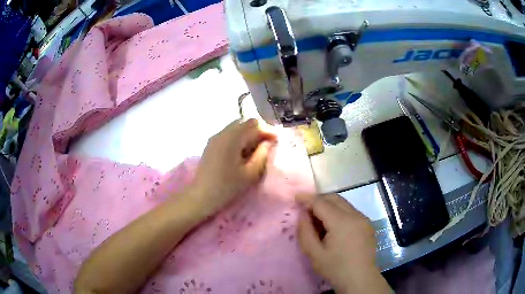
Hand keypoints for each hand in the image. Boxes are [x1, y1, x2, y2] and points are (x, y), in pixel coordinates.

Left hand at [187, 119, 275, 216]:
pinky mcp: (211, 144)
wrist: (201, 195)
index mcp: (232, 138)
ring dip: (247, 135)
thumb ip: (262, 155)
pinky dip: (238, 139)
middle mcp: (222, 133)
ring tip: (255, 151)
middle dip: (257, 131)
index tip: (276, 140)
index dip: (266, 130)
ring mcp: (215, 138)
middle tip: (266, 146)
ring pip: (236, 128)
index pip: (253, 124)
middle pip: (244, 123)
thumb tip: (268, 143)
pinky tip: (241, 153)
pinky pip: (228, 135)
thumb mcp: (250, 173)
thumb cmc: (227, 186)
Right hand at [297, 194, 390, 293]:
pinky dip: (339, 212)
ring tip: (318, 219)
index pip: (321, 202)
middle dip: (318, 200)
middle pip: (334, 198)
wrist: (360, 279)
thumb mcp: (314, 253)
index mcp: (342, 222)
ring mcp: (364, 219)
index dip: (307, 199)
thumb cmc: (335, 268)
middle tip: (306, 209)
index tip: (296, 198)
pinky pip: (351, 211)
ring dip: (329, 205)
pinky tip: (333, 227)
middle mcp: (355, 215)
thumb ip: (305, 231)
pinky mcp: (367, 224)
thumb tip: (303, 214)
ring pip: (343, 203)